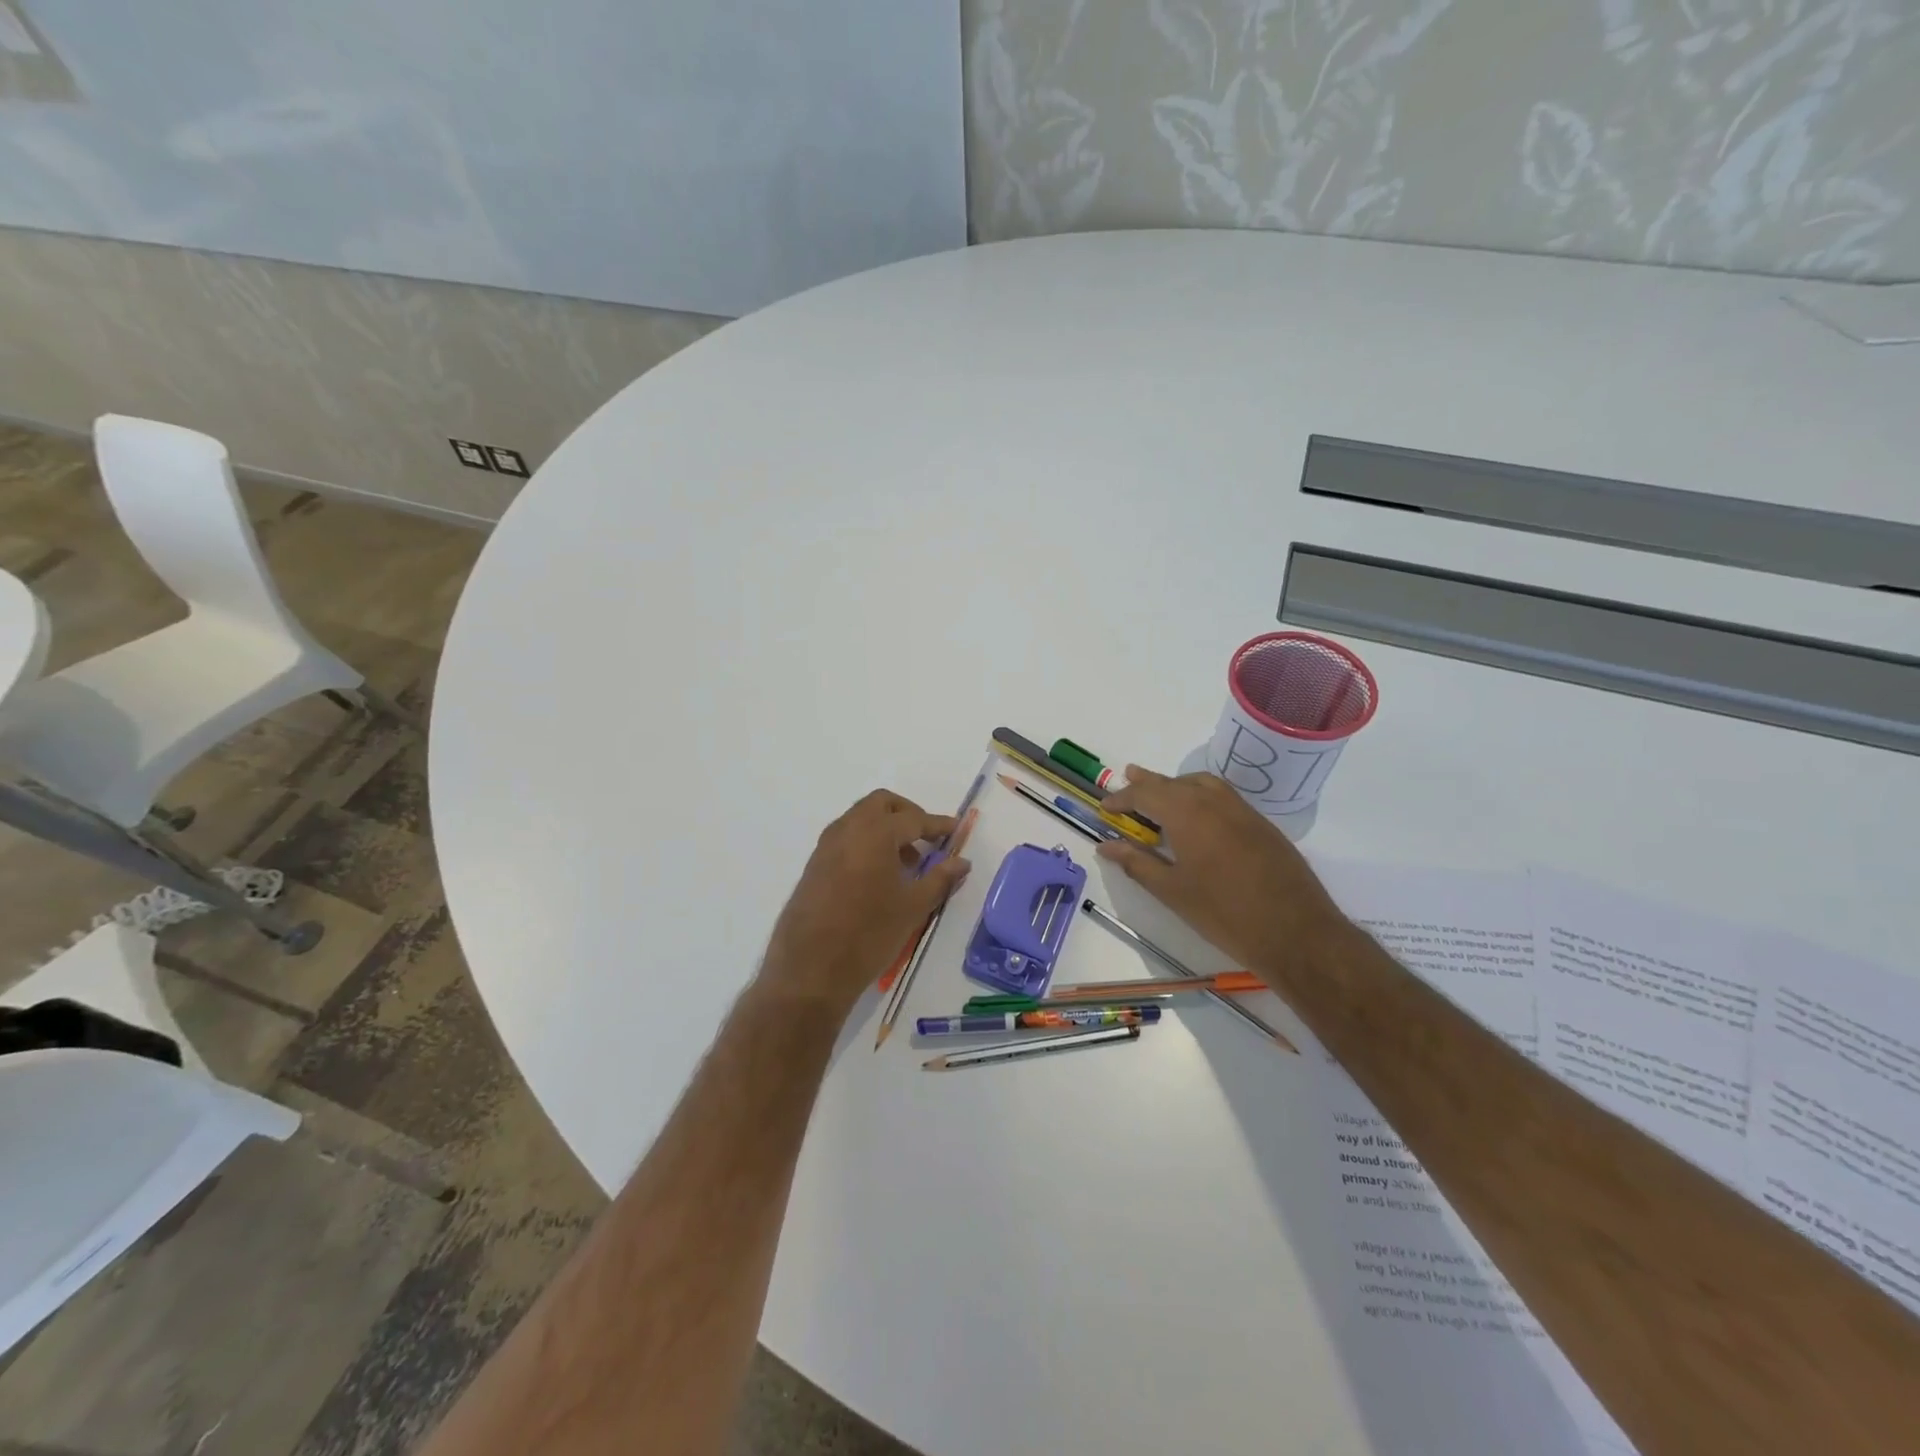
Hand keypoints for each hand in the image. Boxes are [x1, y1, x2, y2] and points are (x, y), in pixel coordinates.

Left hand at [759, 789, 970, 1015]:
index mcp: (875, 833)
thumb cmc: (869, 935)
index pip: (913, 819)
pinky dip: (866, 842)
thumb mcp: (913, 907)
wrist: (810, 970)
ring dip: (885, 827)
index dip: (937, 824)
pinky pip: (845, 838)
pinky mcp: (814, 865)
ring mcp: (826, 846)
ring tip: (906, 861)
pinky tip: (879, 875)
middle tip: (926, 838)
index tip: (955, 829)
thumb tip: (962, 862)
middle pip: (881, 804)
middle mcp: (847, 830)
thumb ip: (940, 878)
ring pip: (860, 818)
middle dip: (907, 814)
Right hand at [1098, 766, 1348, 989]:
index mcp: (1187, 813)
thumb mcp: (1172, 891)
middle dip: (1148, 783)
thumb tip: (1106, 846)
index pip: (1146, 794)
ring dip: (1177, 785)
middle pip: (1173, 783)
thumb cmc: (1224, 913)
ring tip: (1161, 793)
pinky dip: (1201, 796)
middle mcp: (1214, 801)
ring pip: (1202, 784)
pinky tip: (1198, 817)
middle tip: (1127, 778)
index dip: (1123, 799)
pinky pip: (1223, 797)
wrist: (1295, 932)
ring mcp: (1242, 810)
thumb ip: (1137, 863)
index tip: (1105, 808)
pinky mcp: (1262, 824)